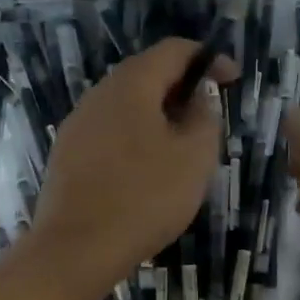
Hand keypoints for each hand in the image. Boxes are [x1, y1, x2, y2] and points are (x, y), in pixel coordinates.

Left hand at [28, 39, 233, 299]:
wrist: (76, 249)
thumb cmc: (144, 197)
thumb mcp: (194, 157)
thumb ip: (205, 116)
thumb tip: (201, 94)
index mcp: (131, 84)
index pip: (174, 50)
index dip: (208, 59)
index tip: (232, 81)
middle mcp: (99, 94)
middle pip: (147, 75)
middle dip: (182, 89)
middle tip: (209, 118)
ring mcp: (78, 124)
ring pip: (127, 106)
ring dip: (159, 116)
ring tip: (183, 147)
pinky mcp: (67, 154)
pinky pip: (110, 132)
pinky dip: (136, 137)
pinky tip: (148, 171)